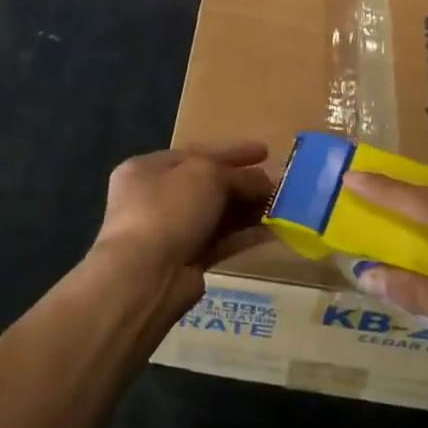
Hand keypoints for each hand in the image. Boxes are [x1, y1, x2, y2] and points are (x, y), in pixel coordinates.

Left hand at [88, 141, 275, 317]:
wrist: (145, 276)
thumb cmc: (169, 209)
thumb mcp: (207, 175)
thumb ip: (238, 175)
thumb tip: (265, 181)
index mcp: (147, 169)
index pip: (196, 153)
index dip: (232, 151)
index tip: (265, 151)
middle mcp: (154, 198)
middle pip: (207, 184)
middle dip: (243, 182)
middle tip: (279, 182)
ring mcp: (169, 232)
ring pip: (215, 214)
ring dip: (248, 209)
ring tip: (283, 205)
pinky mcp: (185, 262)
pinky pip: (220, 242)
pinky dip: (244, 235)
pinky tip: (273, 231)